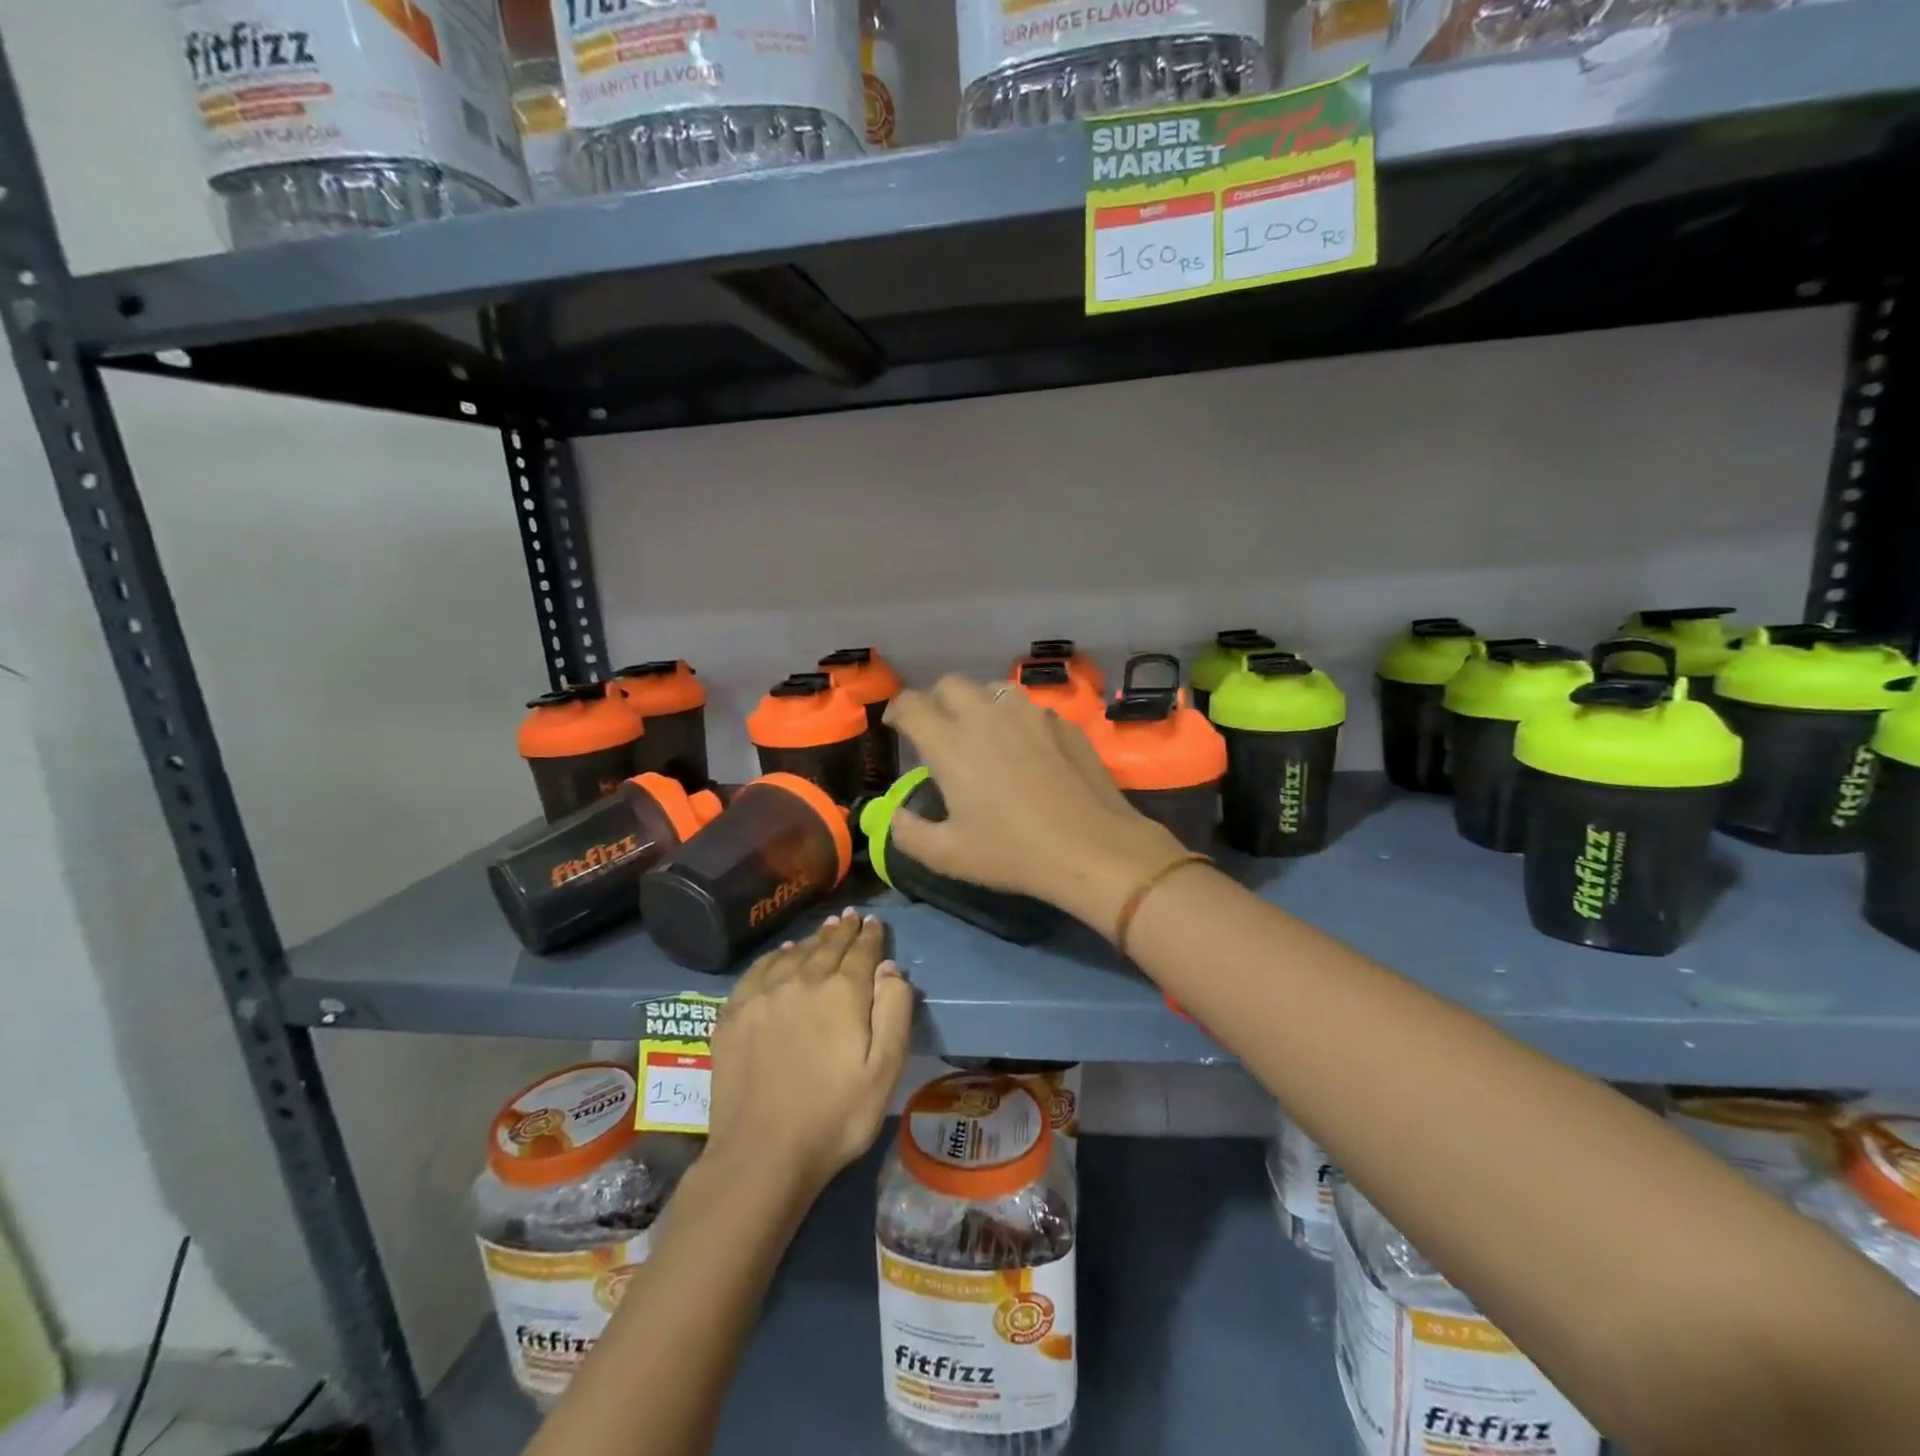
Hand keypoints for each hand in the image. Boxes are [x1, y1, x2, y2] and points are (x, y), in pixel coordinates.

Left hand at [706, 911, 913, 1200]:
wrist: (761, 1155)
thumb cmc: (835, 1117)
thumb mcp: (884, 1070)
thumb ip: (893, 1011)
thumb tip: (889, 967)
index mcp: (842, 993)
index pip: (861, 952)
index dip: (869, 935)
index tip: (873, 922)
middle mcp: (802, 981)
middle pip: (826, 946)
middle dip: (841, 931)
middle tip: (849, 918)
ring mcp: (762, 996)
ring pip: (793, 954)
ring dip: (811, 940)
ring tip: (822, 931)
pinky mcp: (733, 1014)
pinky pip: (758, 970)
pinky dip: (775, 957)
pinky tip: (781, 955)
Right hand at [885, 676, 1188, 934]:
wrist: (1092, 847)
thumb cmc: (1013, 852)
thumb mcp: (948, 856)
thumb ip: (908, 833)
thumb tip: (895, 815)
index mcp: (950, 743)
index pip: (912, 705)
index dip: (898, 710)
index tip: (897, 725)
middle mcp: (986, 716)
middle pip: (950, 684)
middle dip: (936, 700)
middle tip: (937, 729)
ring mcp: (1029, 714)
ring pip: (992, 689)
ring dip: (977, 702)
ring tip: (980, 730)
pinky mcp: (1062, 722)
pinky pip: (1029, 708)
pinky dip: (1016, 719)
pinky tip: (1025, 748)